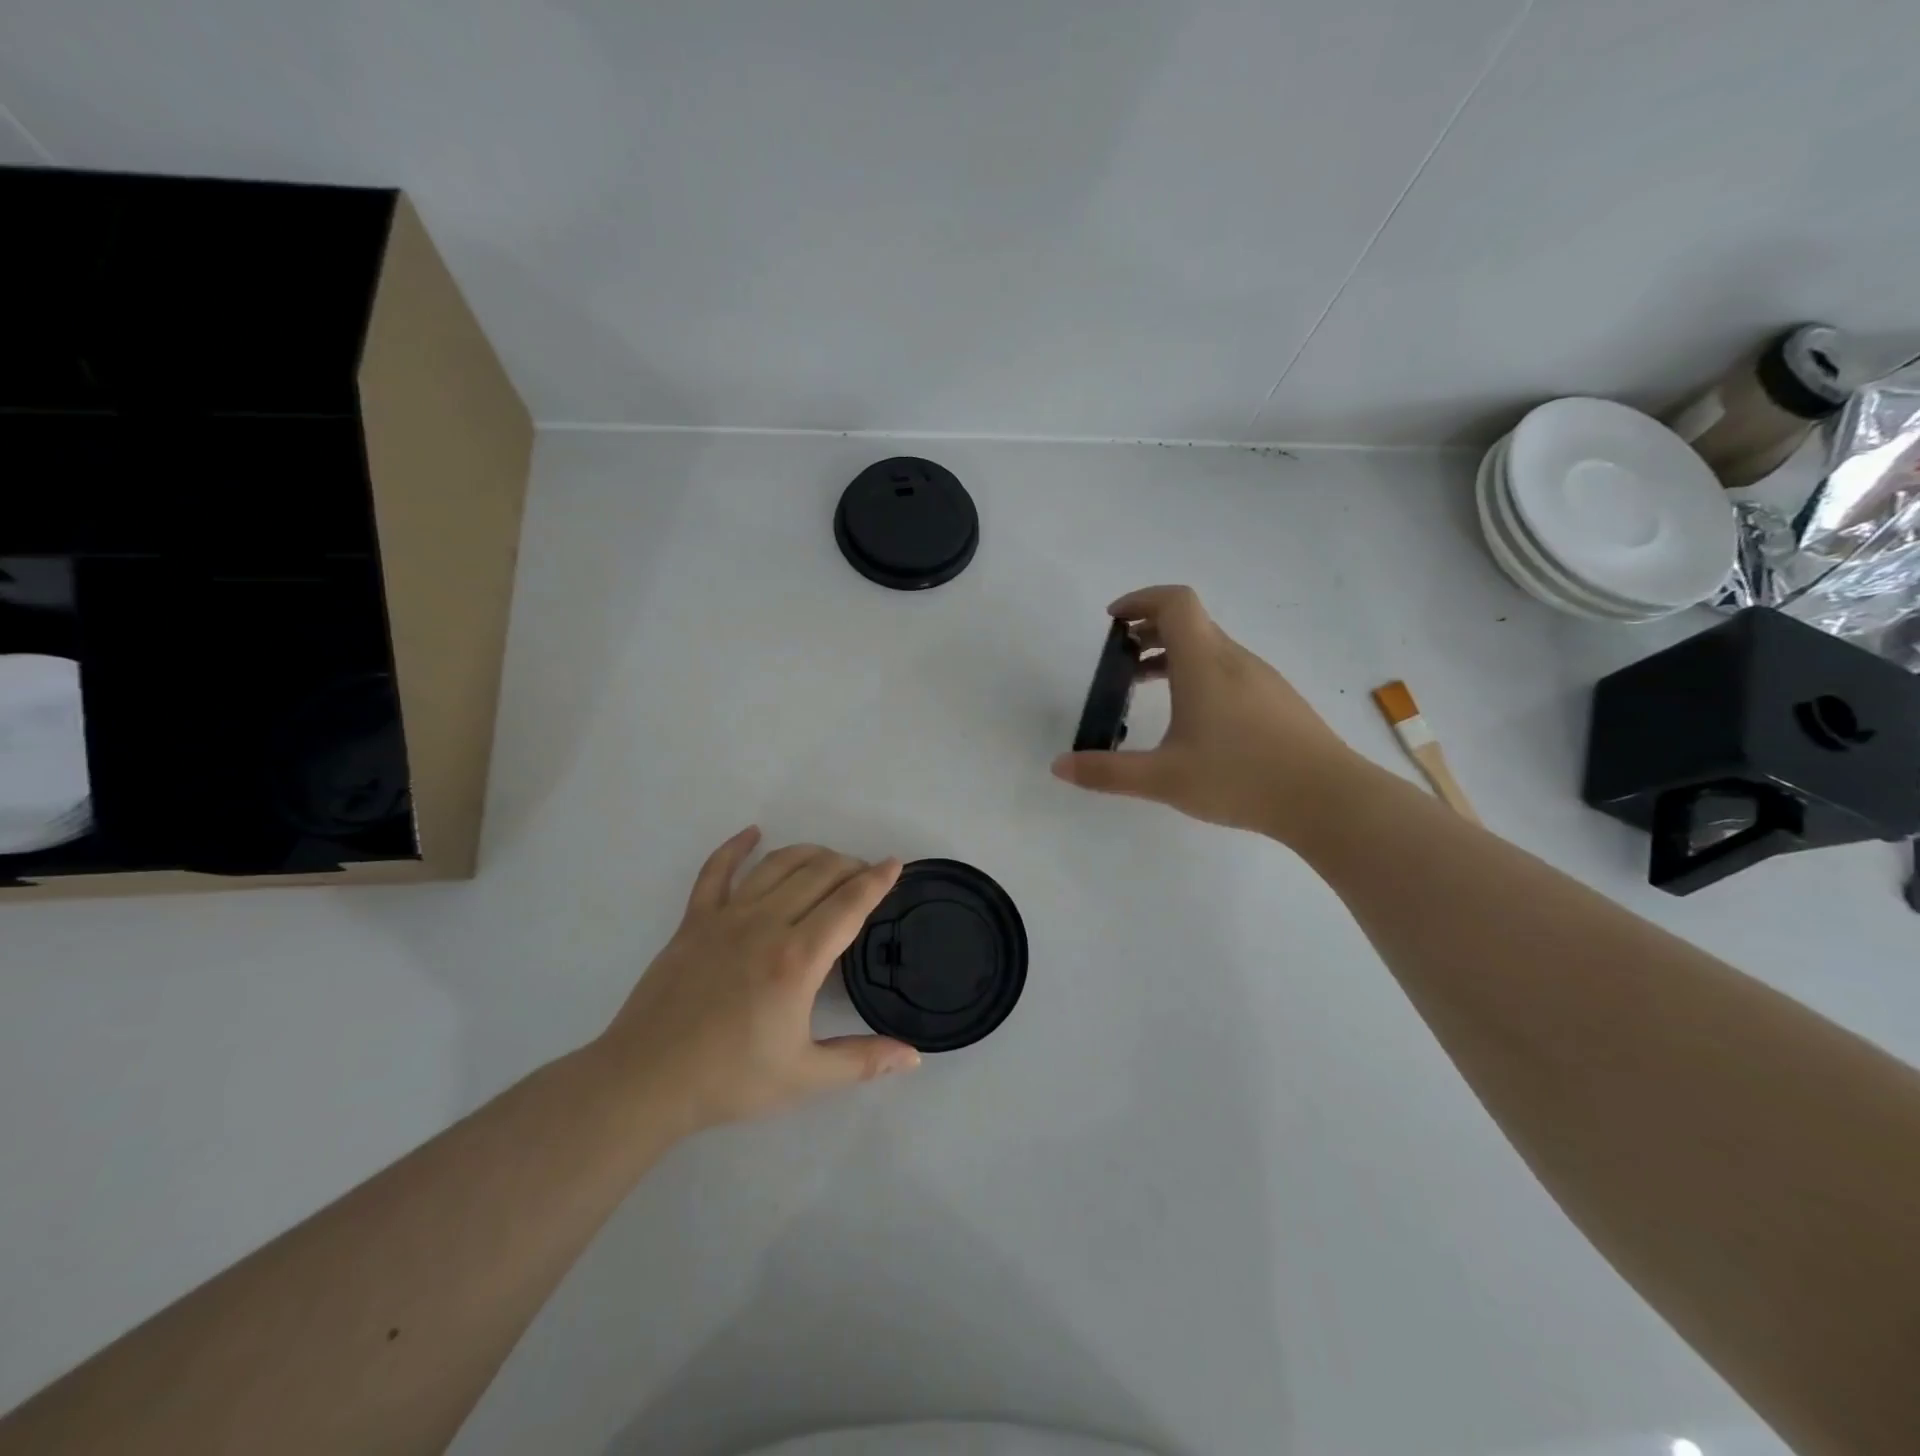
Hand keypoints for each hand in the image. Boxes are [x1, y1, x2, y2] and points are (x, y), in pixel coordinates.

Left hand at [593, 828, 919, 1136]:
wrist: (646, 1081)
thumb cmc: (729, 1079)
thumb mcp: (805, 1077)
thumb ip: (863, 1062)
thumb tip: (914, 1058)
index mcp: (797, 959)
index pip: (848, 904)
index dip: (876, 881)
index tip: (895, 864)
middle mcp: (765, 924)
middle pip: (818, 875)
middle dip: (849, 867)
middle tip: (865, 875)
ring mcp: (726, 917)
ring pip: (776, 866)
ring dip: (809, 854)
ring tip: (828, 860)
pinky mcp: (693, 921)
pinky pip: (716, 871)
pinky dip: (735, 847)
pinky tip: (752, 834)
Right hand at [1052, 585, 1364, 839]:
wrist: (1328, 799)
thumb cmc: (1241, 778)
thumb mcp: (1163, 779)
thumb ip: (1107, 773)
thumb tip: (1059, 767)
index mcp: (1205, 663)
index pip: (1174, 602)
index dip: (1140, 600)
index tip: (1113, 623)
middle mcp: (1234, 659)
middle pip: (1190, 622)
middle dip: (1148, 631)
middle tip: (1120, 661)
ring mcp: (1261, 678)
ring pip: (1210, 647)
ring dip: (1173, 655)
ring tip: (1146, 688)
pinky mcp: (1277, 700)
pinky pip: (1228, 669)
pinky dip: (1198, 674)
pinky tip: (1192, 720)